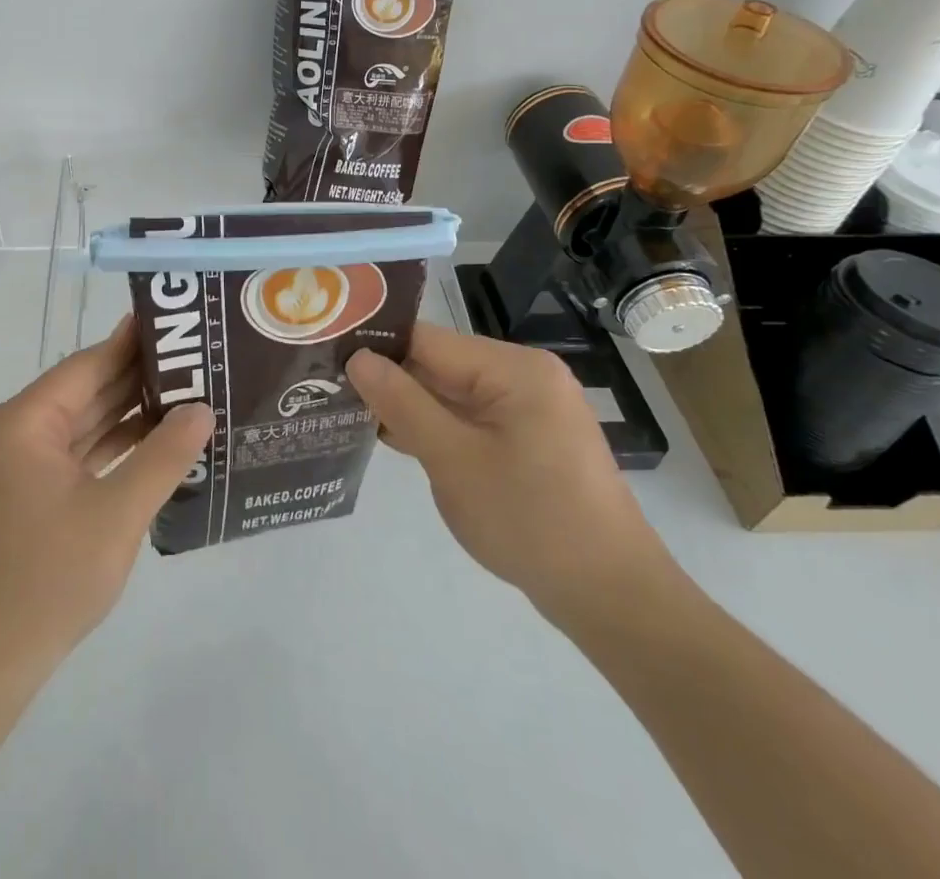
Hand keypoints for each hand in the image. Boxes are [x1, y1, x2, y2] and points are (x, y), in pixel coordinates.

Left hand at [0, 316, 213, 678]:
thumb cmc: (48, 578)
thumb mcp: (118, 513)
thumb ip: (163, 456)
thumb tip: (202, 409)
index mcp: (23, 422)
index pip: (86, 366)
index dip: (131, 344)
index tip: (174, 324)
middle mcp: (14, 432)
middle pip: (84, 391)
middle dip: (136, 378)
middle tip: (193, 360)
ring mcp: (17, 465)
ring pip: (81, 424)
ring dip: (127, 414)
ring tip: (185, 394)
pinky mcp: (25, 494)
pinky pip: (75, 455)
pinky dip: (111, 447)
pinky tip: (154, 442)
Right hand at [347, 326, 672, 620]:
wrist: (612, 599)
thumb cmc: (530, 520)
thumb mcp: (453, 460)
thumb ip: (402, 403)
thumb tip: (357, 358)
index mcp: (514, 368)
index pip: (427, 340)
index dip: (376, 348)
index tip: (327, 360)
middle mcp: (524, 376)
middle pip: (439, 365)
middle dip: (390, 381)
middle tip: (330, 392)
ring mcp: (529, 410)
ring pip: (451, 394)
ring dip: (410, 408)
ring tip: (349, 414)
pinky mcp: (529, 440)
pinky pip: (471, 419)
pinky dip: (437, 429)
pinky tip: (397, 441)